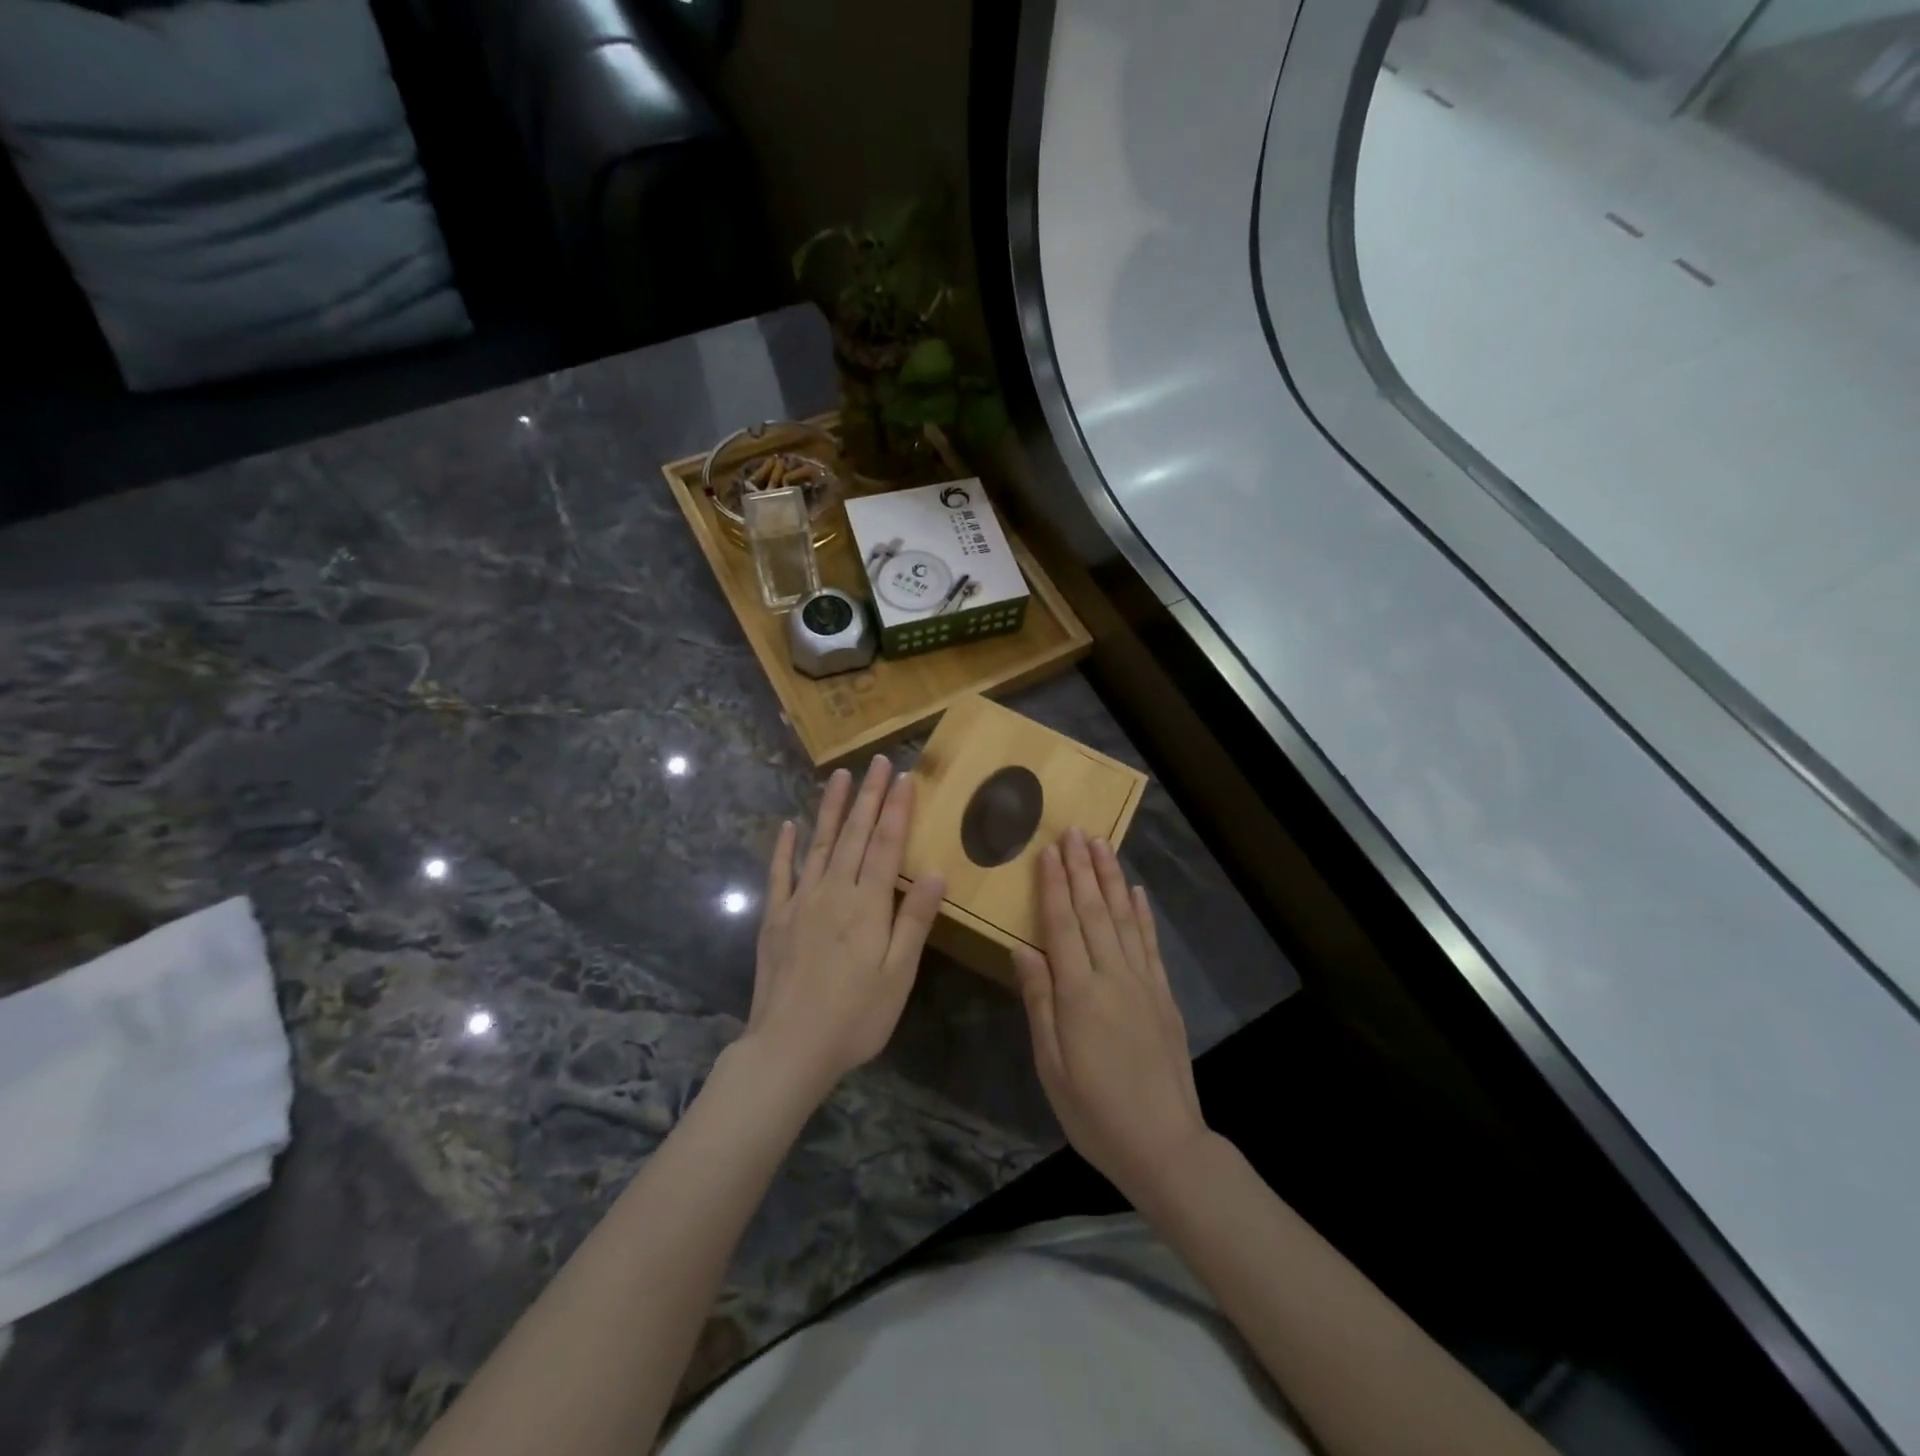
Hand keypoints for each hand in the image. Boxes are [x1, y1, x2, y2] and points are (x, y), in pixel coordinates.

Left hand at [745, 755, 945, 1100]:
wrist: (788, 1048)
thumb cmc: (855, 1017)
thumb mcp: (898, 974)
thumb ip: (914, 920)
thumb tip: (935, 871)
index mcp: (867, 905)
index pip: (886, 845)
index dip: (897, 809)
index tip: (905, 776)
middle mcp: (833, 891)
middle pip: (854, 834)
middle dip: (869, 796)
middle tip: (877, 762)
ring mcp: (800, 902)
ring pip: (818, 844)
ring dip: (831, 808)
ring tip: (840, 776)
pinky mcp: (775, 918)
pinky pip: (779, 874)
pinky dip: (784, 847)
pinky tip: (788, 825)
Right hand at [1013, 829, 1207, 1198]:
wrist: (1164, 1143)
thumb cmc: (1094, 1110)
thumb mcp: (1051, 1064)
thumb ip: (1039, 1001)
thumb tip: (1022, 948)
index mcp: (1078, 992)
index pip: (1061, 924)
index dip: (1053, 884)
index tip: (1048, 850)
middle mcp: (1112, 975)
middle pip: (1094, 910)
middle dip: (1082, 867)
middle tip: (1074, 830)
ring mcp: (1143, 982)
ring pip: (1123, 917)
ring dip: (1110, 878)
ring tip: (1102, 844)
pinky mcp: (1163, 994)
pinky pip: (1150, 942)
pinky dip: (1142, 913)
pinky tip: (1135, 891)